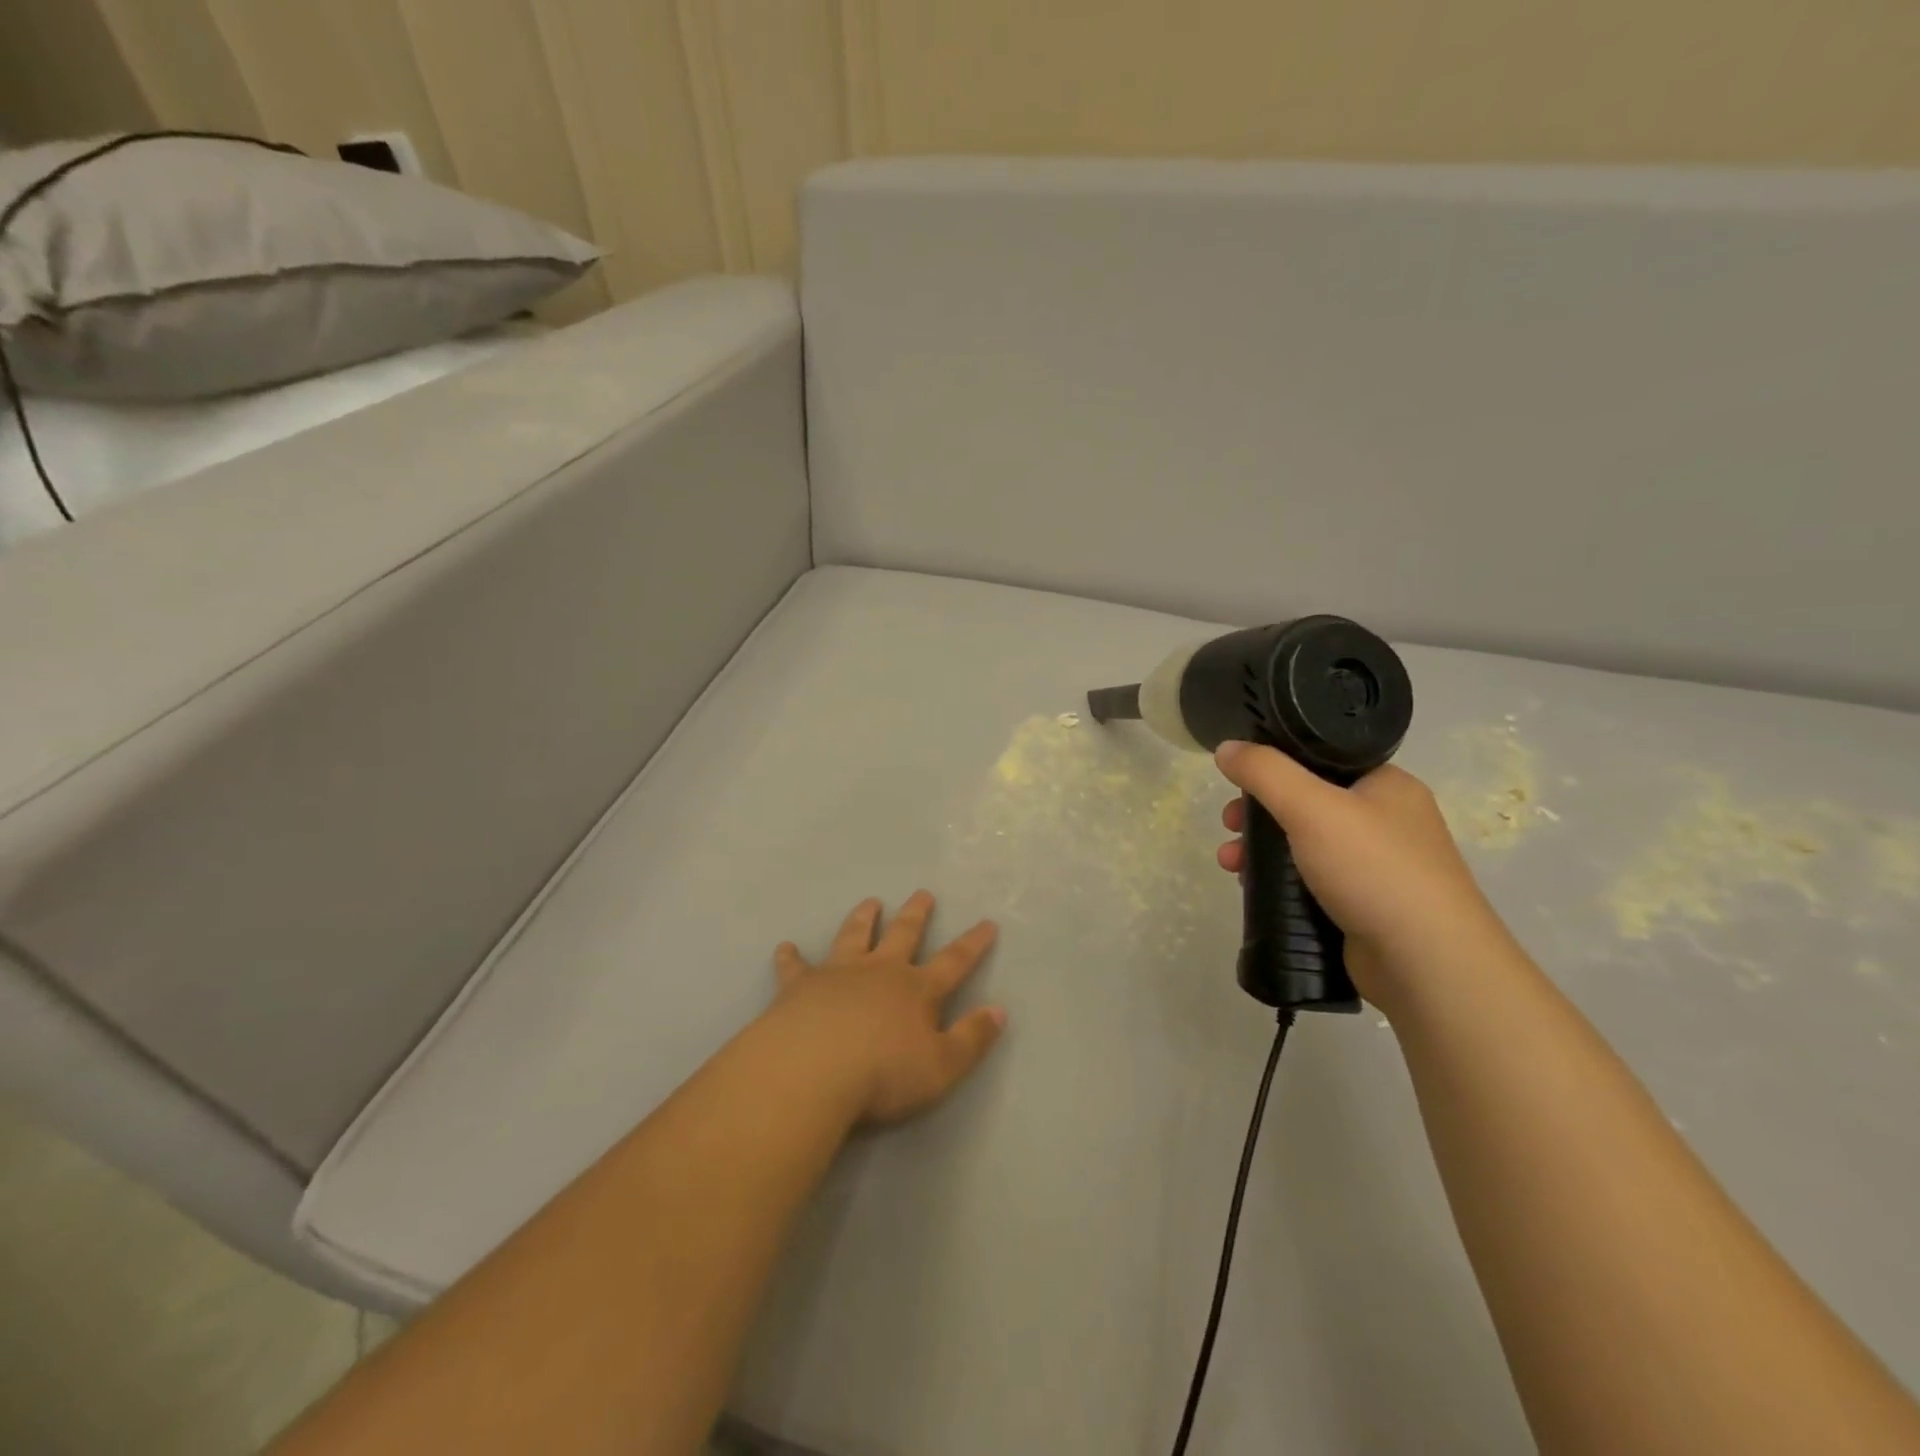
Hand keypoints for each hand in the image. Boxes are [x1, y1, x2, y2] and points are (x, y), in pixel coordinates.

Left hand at [768, 893, 1005, 1125]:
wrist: (812, 1070)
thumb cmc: (883, 1074)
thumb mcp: (942, 1067)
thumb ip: (972, 1038)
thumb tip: (999, 1010)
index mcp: (917, 990)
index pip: (954, 961)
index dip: (973, 943)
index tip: (987, 922)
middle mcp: (880, 971)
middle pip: (903, 934)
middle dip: (916, 914)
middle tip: (923, 893)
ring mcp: (838, 973)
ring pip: (854, 936)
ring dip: (863, 918)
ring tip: (870, 902)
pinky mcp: (799, 985)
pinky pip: (795, 966)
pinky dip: (791, 956)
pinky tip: (785, 947)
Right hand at [1212, 742, 1508, 1013]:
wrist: (1427, 963)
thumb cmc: (1374, 870)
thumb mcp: (1311, 807)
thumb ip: (1264, 772)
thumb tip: (1225, 747)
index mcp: (1386, 786)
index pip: (1322, 759)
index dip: (1274, 766)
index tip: (1238, 782)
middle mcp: (1386, 821)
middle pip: (1306, 803)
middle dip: (1258, 813)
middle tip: (1230, 825)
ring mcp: (1377, 867)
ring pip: (1303, 845)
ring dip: (1260, 849)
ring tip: (1230, 864)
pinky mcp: (1364, 906)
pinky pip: (1311, 881)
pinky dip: (1279, 881)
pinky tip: (1253, 889)